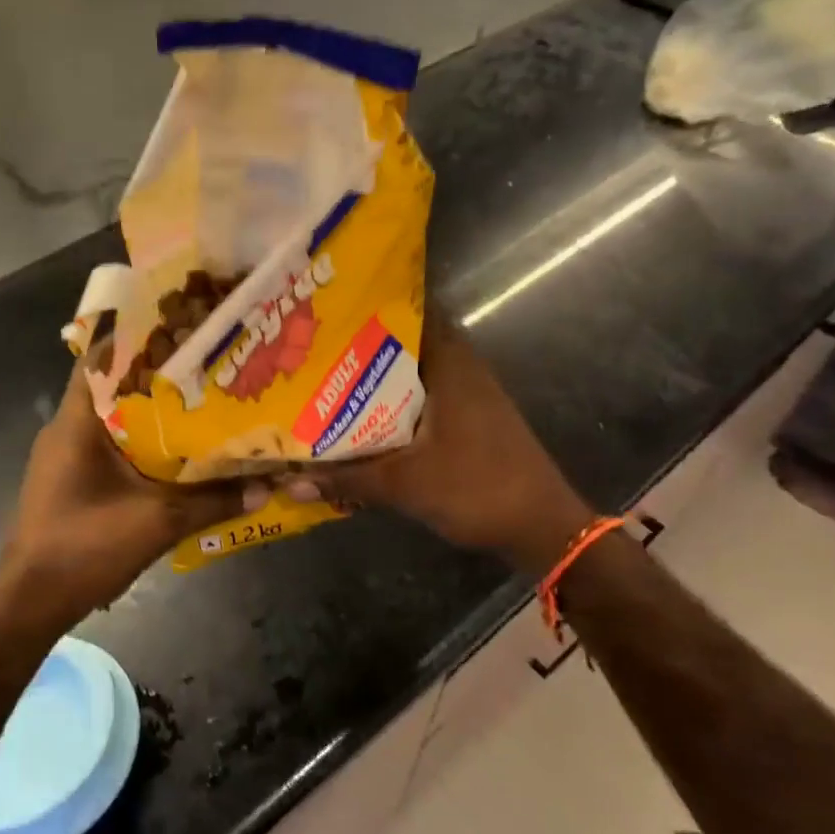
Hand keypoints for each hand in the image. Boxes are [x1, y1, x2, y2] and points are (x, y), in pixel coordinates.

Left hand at [0, 362, 264, 631]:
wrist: (30, 603)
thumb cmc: (84, 547)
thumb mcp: (157, 522)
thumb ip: (213, 501)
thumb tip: (266, 486)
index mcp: (77, 422)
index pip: (99, 359)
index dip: (138, 339)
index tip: (181, 330)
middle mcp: (67, 430)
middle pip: (112, 386)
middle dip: (156, 376)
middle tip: (205, 367)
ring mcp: (65, 457)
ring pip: (113, 419)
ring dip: (150, 412)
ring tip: (200, 404)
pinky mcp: (72, 481)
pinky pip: (110, 447)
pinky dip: (140, 443)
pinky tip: (177, 454)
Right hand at [281, 315, 580, 557]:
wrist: (542, 527)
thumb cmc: (477, 489)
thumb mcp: (405, 485)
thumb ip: (348, 479)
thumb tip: (292, 482)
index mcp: (449, 364)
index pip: (410, 312)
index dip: (370, 306)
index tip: (329, 307)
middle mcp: (461, 367)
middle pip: (406, 341)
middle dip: (363, 343)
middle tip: (315, 345)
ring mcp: (469, 392)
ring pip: (414, 370)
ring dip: (379, 375)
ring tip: (328, 376)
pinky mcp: (471, 416)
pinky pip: (424, 393)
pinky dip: (396, 399)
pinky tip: (364, 415)